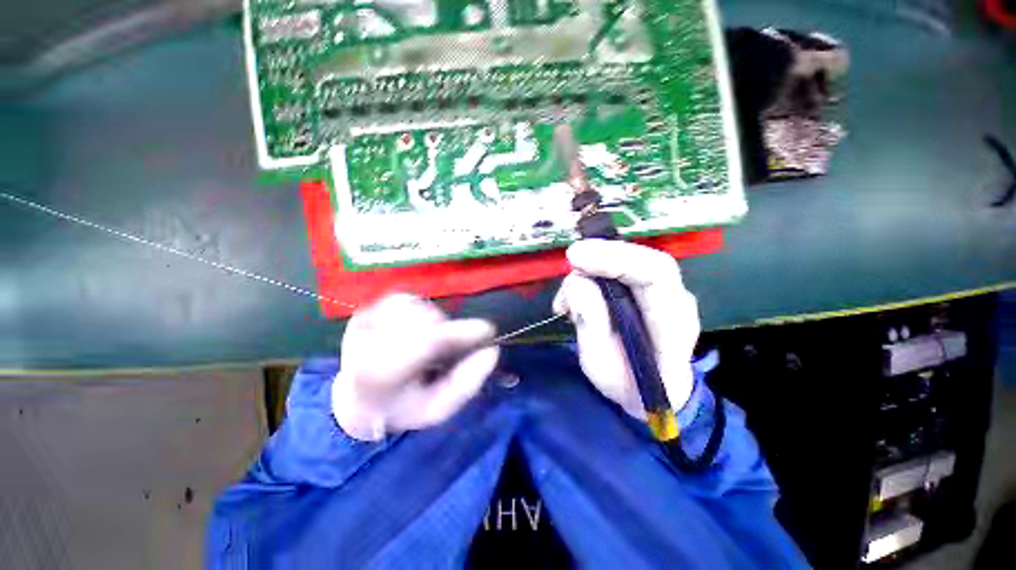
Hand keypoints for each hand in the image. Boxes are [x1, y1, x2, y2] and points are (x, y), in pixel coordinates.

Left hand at [332, 294, 499, 440]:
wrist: (358, 400)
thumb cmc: (402, 407)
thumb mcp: (438, 408)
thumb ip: (466, 383)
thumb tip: (491, 351)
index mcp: (381, 375)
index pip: (427, 341)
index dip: (462, 332)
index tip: (488, 330)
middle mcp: (365, 342)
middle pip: (424, 320)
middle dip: (447, 332)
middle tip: (444, 352)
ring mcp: (362, 323)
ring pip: (417, 306)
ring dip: (431, 322)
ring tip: (425, 344)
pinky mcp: (363, 311)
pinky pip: (404, 300)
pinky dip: (417, 312)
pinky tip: (411, 331)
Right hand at [553, 240, 699, 419]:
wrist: (651, 394)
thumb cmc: (627, 387)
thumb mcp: (601, 367)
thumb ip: (592, 324)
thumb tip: (577, 284)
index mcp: (673, 325)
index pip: (655, 275)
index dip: (614, 259)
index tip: (576, 257)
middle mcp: (674, 300)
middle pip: (643, 259)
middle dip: (601, 254)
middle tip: (569, 260)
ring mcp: (663, 292)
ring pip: (628, 261)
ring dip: (590, 271)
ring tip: (564, 303)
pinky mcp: (645, 290)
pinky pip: (619, 271)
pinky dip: (590, 277)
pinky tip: (572, 301)